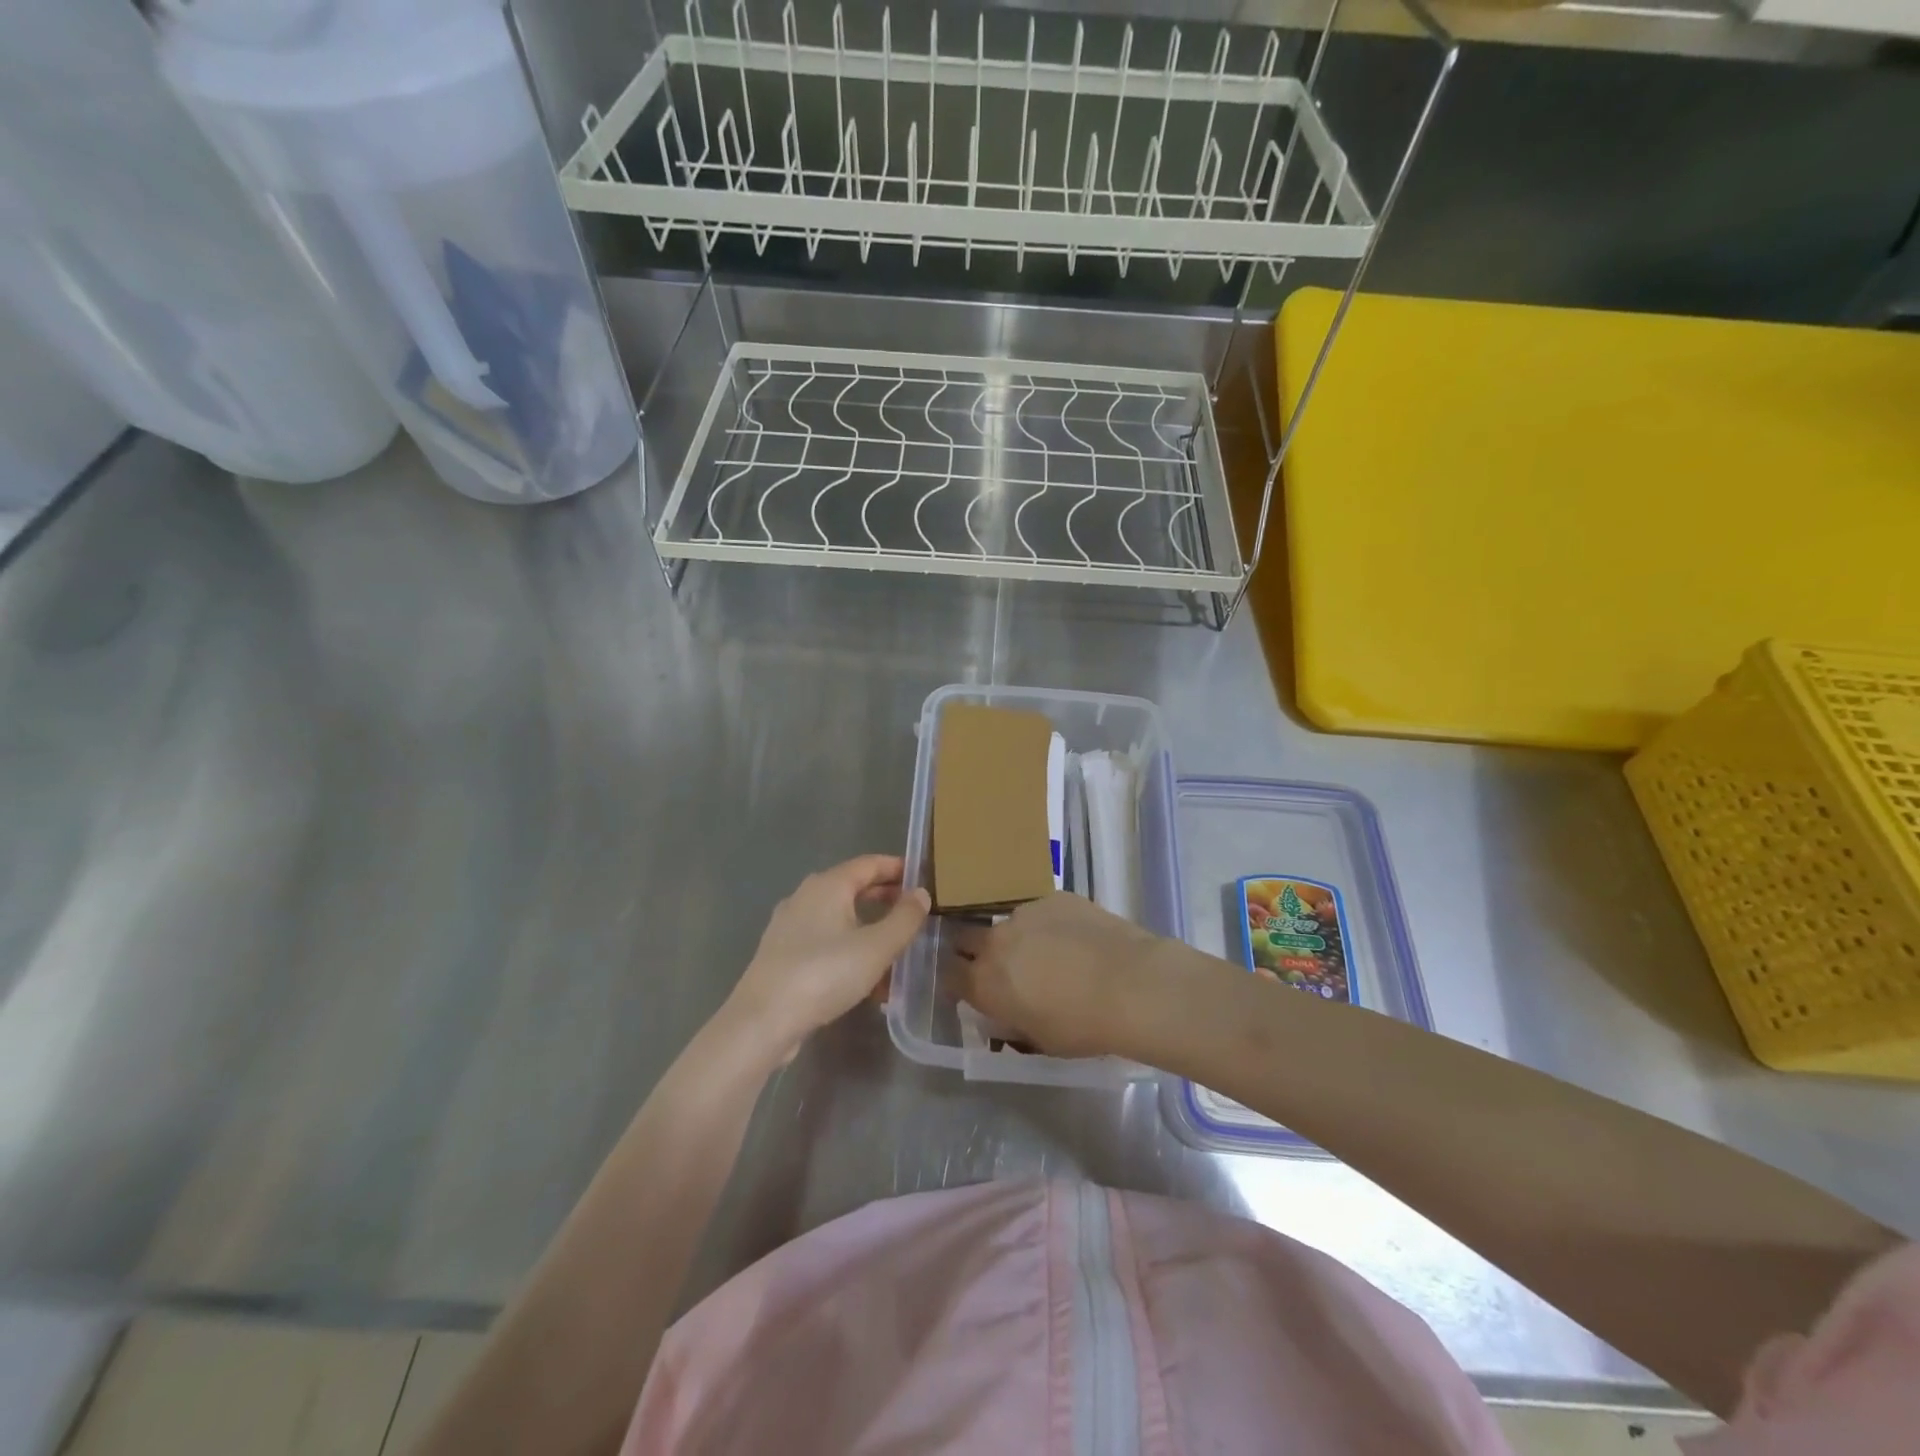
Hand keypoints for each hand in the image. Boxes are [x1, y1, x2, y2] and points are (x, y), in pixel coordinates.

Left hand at [725, 855, 930, 1064]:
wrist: (762, 1020)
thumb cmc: (824, 974)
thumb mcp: (876, 947)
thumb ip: (904, 919)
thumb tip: (921, 893)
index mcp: (828, 885)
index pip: (869, 864)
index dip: (897, 868)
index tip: (922, 878)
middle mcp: (806, 896)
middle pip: (853, 888)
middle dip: (884, 899)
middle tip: (913, 913)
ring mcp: (789, 925)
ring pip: (839, 918)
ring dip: (868, 928)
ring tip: (894, 951)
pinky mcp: (782, 953)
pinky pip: (824, 941)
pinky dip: (848, 948)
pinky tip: (864, 978)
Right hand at [951, 892, 1168, 1059]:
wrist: (1130, 984)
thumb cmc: (1082, 1025)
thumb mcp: (1038, 1039)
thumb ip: (1011, 1020)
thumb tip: (1005, 1010)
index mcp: (984, 981)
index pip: (949, 975)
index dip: (957, 981)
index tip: (968, 987)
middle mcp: (995, 941)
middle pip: (966, 937)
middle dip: (974, 950)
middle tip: (1001, 966)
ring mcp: (1024, 913)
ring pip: (1007, 923)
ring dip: (1016, 937)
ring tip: (1047, 953)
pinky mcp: (1053, 897)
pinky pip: (1040, 911)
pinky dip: (1049, 925)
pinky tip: (1075, 939)